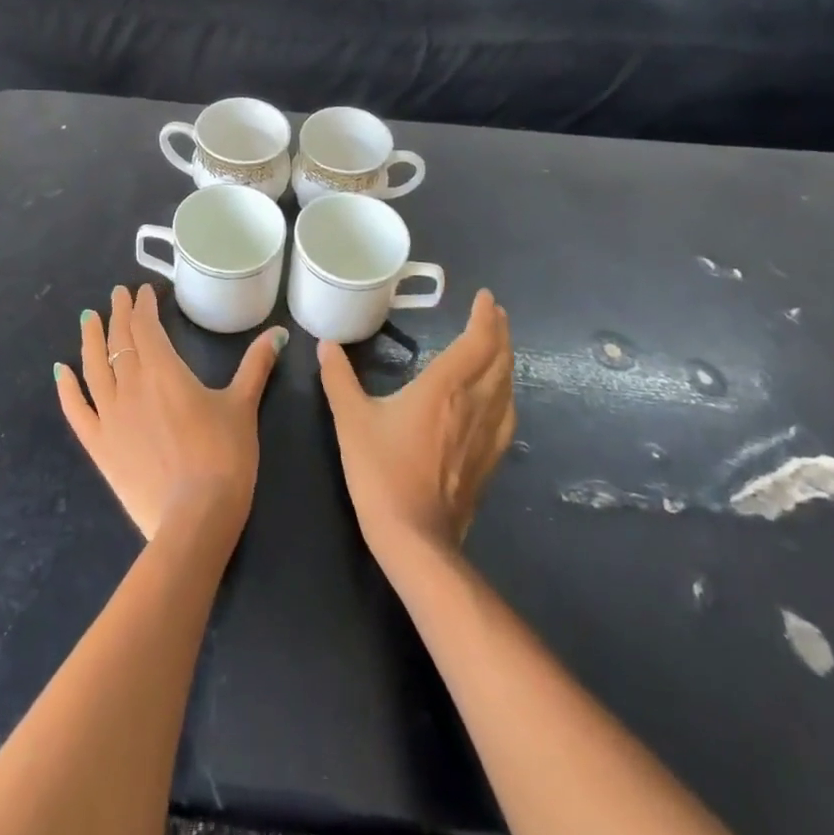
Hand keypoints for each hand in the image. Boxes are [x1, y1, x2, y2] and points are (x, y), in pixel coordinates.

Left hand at [56, 285, 286, 542]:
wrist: (196, 516)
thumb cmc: (224, 456)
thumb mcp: (243, 406)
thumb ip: (256, 365)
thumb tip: (278, 333)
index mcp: (164, 370)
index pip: (146, 326)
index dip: (143, 305)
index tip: (143, 292)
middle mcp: (130, 384)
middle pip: (120, 340)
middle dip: (119, 314)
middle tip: (117, 295)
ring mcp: (109, 415)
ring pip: (93, 367)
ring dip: (90, 339)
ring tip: (87, 318)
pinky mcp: (98, 446)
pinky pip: (76, 410)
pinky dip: (67, 388)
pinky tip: (60, 370)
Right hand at [318, 289, 514, 557]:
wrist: (414, 536)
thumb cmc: (380, 470)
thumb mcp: (351, 419)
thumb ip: (338, 378)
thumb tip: (325, 344)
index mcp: (444, 387)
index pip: (477, 341)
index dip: (485, 316)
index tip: (486, 298)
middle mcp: (474, 403)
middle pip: (499, 359)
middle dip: (499, 332)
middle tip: (493, 314)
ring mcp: (487, 433)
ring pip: (508, 385)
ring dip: (505, 359)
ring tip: (497, 346)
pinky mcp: (490, 458)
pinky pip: (506, 412)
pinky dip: (506, 391)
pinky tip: (498, 397)